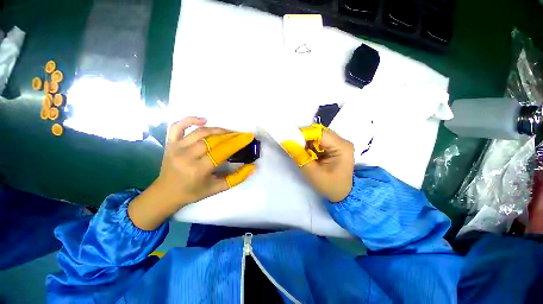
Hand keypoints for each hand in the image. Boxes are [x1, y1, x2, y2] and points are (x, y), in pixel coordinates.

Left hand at [158, 117, 255, 203]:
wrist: (166, 193)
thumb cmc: (194, 192)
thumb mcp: (218, 188)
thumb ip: (237, 178)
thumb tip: (252, 167)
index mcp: (198, 169)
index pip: (222, 151)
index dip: (237, 143)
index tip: (248, 137)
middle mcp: (186, 156)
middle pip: (212, 139)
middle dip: (230, 136)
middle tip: (240, 135)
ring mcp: (176, 147)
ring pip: (200, 132)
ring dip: (217, 130)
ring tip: (228, 132)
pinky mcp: (170, 143)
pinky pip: (177, 126)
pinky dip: (190, 119)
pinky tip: (203, 119)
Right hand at [282, 124, 354, 201]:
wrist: (342, 194)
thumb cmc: (329, 185)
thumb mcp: (311, 172)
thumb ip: (299, 155)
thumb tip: (287, 142)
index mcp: (341, 147)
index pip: (320, 133)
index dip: (304, 134)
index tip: (291, 139)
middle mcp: (343, 141)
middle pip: (320, 132)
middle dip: (305, 138)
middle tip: (296, 146)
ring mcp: (340, 143)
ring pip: (319, 135)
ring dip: (308, 142)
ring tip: (303, 152)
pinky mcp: (336, 146)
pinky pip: (321, 140)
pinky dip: (312, 145)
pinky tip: (309, 153)